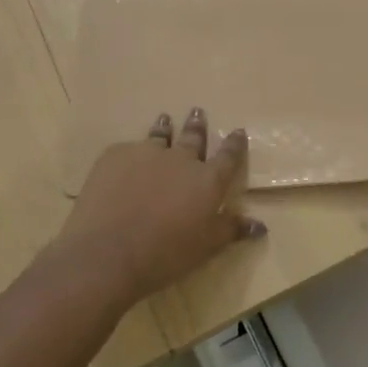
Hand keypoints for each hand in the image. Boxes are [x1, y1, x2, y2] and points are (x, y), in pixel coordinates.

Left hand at [58, 108, 265, 302]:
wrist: (107, 252)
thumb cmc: (164, 254)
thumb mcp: (205, 247)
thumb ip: (230, 230)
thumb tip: (260, 226)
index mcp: (207, 180)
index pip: (228, 156)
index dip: (234, 144)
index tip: (238, 131)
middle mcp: (180, 159)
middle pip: (193, 137)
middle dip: (197, 125)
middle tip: (197, 112)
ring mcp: (147, 153)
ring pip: (160, 135)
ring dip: (165, 127)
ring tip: (165, 119)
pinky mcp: (115, 155)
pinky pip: (128, 149)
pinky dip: (132, 152)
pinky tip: (127, 158)